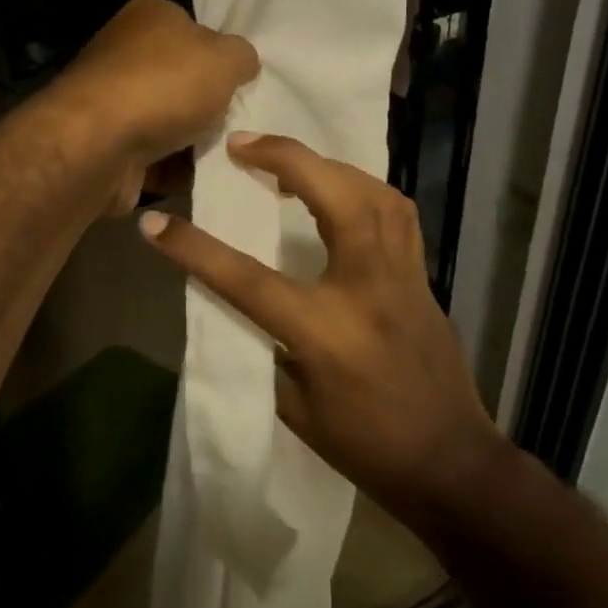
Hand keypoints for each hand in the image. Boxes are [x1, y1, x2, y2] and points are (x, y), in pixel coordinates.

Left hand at [45, 0, 259, 213]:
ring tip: (229, 156)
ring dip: (196, 141)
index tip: (241, 83)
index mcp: (149, 15)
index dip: (220, 57)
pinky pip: (155, 156)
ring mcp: (112, 100)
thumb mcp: (226, 58)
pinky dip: (177, 168)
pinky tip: (201, 178)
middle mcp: (125, 52)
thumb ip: (243, 56)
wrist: (98, 145)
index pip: (194, 29)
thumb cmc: (164, 86)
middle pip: (183, 79)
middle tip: (238, 123)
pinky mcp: (108, 143)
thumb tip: (242, 63)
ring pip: (171, 120)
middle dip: (210, 104)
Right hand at [138, 132, 501, 520]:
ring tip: (290, 162)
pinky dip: (364, 187)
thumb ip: (265, 346)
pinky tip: (342, 191)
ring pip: (373, 192)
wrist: (451, 464)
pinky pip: (396, 212)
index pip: (248, 278)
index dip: (194, 248)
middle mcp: (368, 288)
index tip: (156, 223)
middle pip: (334, 196)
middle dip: (286, 157)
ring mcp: (403, 275)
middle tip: (243, 143)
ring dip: (327, 165)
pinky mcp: (423, 275)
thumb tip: (239, 299)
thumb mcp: (296, 409)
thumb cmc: (366, 448)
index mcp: (326, 332)